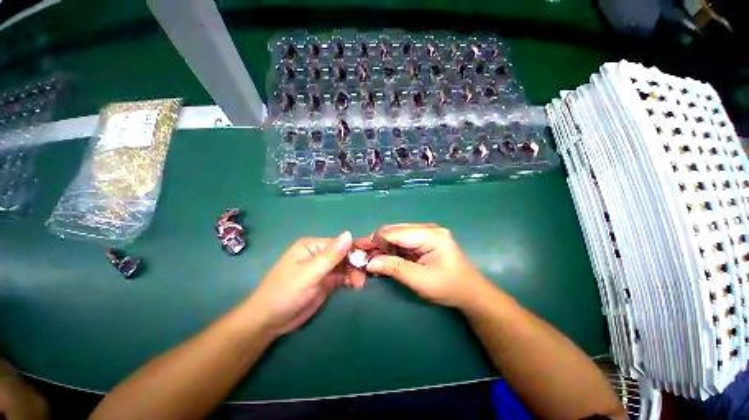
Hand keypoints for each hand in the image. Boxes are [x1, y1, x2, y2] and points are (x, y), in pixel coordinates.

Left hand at [247, 232, 364, 335]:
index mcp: (312, 246)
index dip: (355, 249)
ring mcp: (323, 268)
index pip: (339, 243)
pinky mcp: (326, 281)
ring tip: (359, 284)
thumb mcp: (309, 274)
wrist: (270, 321)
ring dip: (355, 272)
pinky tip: (355, 286)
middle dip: (356, 263)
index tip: (369, 258)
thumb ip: (330, 255)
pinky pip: (343, 276)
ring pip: (346, 265)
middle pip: (345, 254)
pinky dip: (351, 279)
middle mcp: (319, 254)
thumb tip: (349, 234)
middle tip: (363, 277)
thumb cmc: (286, 293)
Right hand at [357, 223, 489, 308]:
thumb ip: (395, 268)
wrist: (469, 292)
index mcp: (431, 235)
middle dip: (377, 242)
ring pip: (396, 235)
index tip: (358, 250)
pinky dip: (390, 249)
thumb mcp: (421, 281)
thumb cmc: (449, 287)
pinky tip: (381, 258)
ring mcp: (425, 234)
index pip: (396, 233)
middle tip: (360, 255)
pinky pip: (401, 241)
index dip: (376, 240)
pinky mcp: (423, 241)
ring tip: (368, 257)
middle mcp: (427, 229)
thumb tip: (369, 262)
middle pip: (394, 231)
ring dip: (382, 246)